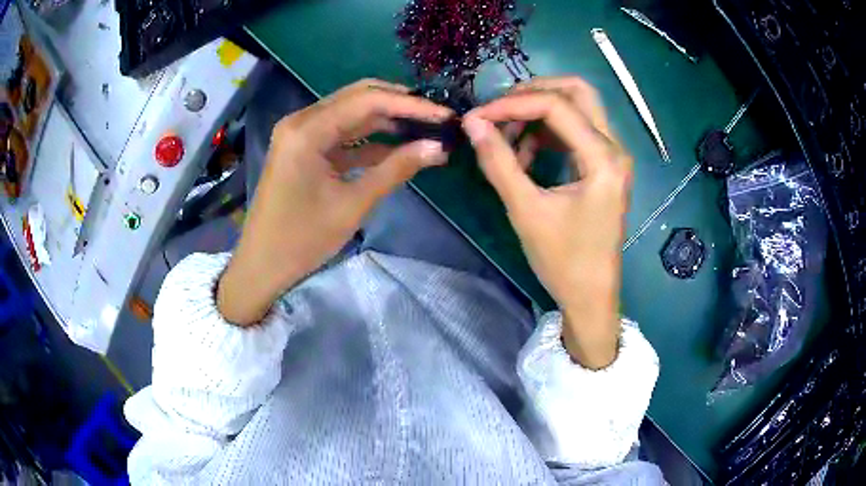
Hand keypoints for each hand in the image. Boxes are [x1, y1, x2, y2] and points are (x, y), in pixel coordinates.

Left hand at [218, 79, 451, 325]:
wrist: (262, 265)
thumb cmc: (302, 239)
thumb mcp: (353, 204)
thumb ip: (396, 169)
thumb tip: (438, 147)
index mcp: (307, 130)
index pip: (368, 101)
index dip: (411, 105)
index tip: (445, 114)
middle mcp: (302, 120)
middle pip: (358, 97)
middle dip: (400, 104)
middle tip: (437, 116)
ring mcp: (300, 133)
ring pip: (351, 113)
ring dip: (387, 119)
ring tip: (425, 128)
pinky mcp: (303, 148)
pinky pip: (341, 134)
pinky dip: (369, 139)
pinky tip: (398, 146)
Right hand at [462, 77, 630, 368]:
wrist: (591, 296)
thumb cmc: (563, 261)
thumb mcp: (526, 210)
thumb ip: (498, 162)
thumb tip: (472, 122)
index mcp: (603, 159)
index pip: (556, 106)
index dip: (511, 104)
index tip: (477, 117)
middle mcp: (614, 148)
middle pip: (577, 92)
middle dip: (533, 93)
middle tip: (499, 111)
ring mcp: (612, 156)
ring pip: (578, 107)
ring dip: (539, 112)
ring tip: (508, 140)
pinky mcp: (605, 166)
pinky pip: (577, 130)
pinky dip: (549, 131)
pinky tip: (526, 154)